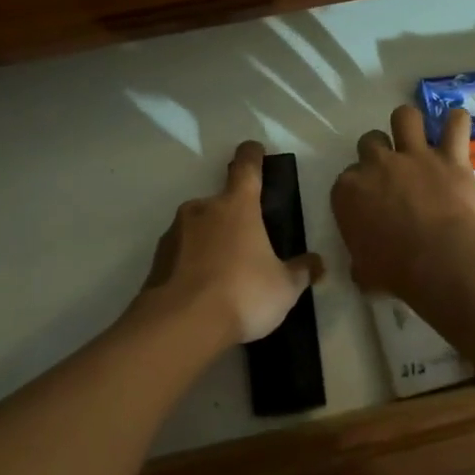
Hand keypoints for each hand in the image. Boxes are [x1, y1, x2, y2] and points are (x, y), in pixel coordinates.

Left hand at [142, 141, 323, 346]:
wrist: (180, 325)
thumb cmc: (242, 293)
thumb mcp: (284, 287)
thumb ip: (301, 271)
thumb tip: (317, 263)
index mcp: (237, 205)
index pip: (246, 167)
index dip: (252, 155)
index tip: (255, 150)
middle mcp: (203, 209)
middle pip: (221, 202)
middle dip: (234, 218)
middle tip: (249, 245)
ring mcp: (175, 232)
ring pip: (199, 228)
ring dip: (211, 242)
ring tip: (225, 276)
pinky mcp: (157, 259)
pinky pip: (181, 254)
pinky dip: (192, 264)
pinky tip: (203, 291)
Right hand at [331, 105, 474, 297]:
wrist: (440, 261)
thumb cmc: (396, 272)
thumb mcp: (364, 273)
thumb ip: (360, 262)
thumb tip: (362, 269)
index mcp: (348, 191)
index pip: (346, 179)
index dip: (359, 188)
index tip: (369, 203)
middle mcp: (377, 164)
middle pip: (370, 141)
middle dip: (379, 151)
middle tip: (392, 171)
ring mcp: (414, 156)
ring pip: (405, 117)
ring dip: (409, 124)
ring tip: (418, 136)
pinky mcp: (450, 157)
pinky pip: (455, 125)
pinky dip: (456, 123)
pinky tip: (456, 126)